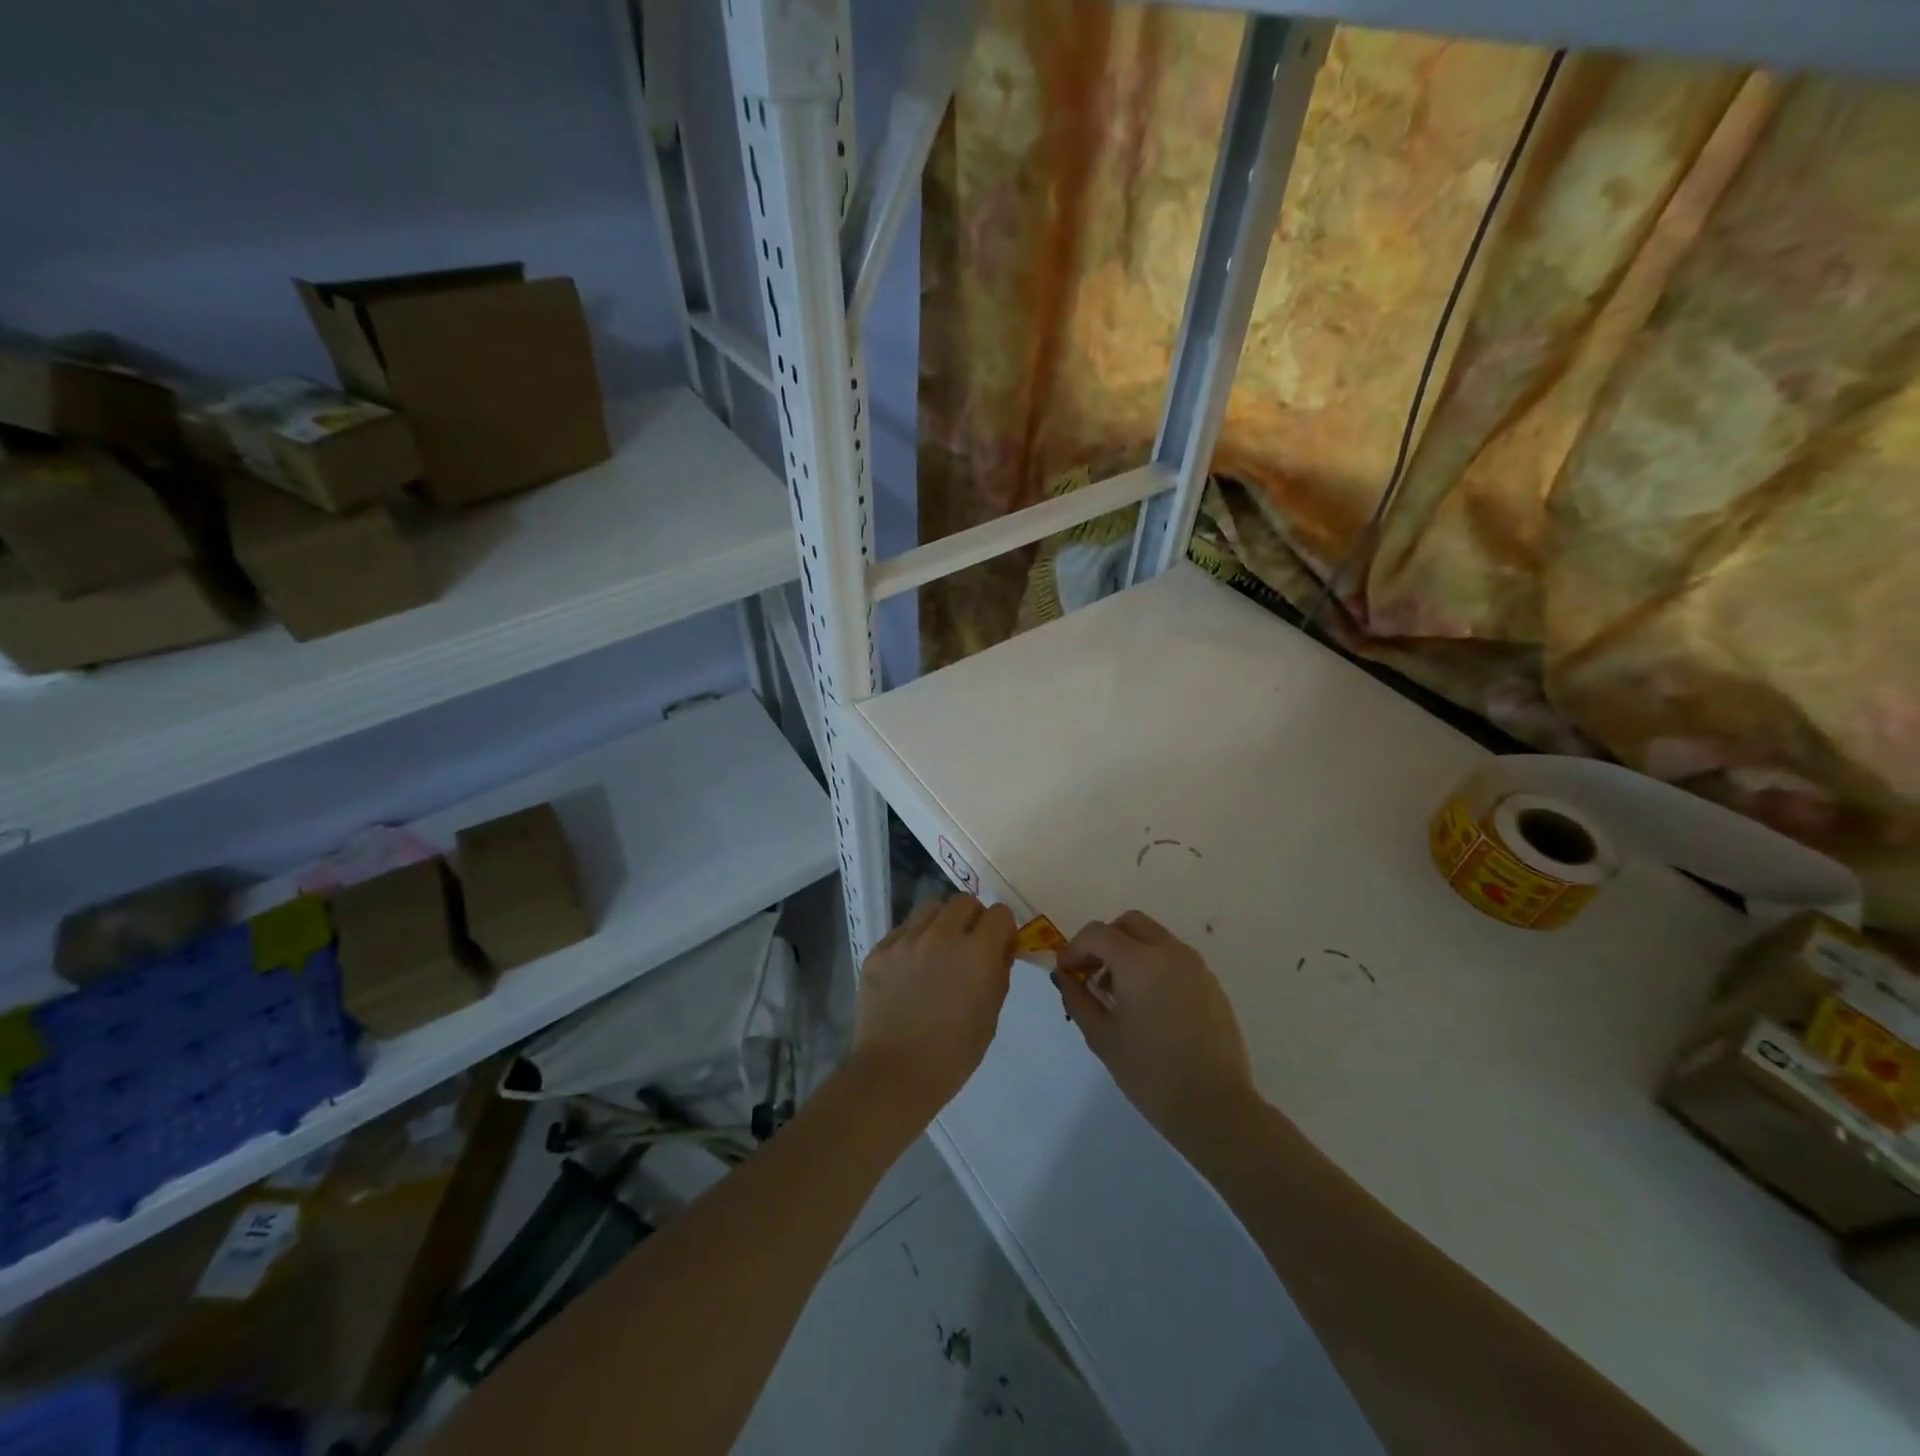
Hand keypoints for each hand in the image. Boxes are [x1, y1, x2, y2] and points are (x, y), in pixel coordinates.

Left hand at [851, 895, 1016, 1118]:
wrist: (895, 1073)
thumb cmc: (954, 1053)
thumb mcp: (991, 1013)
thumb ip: (998, 971)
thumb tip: (999, 947)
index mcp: (977, 953)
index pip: (999, 913)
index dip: (1002, 928)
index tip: (998, 944)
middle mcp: (942, 936)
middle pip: (964, 901)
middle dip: (972, 918)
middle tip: (968, 944)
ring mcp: (906, 940)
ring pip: (930, 907)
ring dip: (941, 922)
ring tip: (937, 949)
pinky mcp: (879, 950)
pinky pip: (903, 930)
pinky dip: (913, 940)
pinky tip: (910, 968)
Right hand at [1054, 910, 1257, 1143]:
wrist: (1215, 1107)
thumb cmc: (1150, 1073)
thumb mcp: (1102, 1037)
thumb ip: (1078, 999)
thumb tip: (1065, 977)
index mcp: (1139, 961)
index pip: (1098, 933)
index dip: (1075, 948)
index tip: (1066, 973)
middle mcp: (1169, 952)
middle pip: (1129, 924)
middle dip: (1105, 941)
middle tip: (1092, 973)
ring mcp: (1195, 966)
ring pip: (1154, 938)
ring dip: (1130, 951)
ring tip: (1119, 994)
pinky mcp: (1211, 983)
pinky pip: (1175, 958)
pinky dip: (1154, 966)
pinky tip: (1149, 1005)